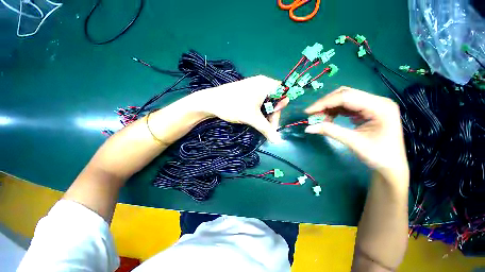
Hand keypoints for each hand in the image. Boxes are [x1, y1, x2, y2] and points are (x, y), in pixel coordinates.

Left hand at [190, 75, 287, 141]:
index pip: (282, 94)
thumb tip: (278, 141)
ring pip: (266, 102)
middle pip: (275, 100)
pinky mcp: (247, 93)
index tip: (272, 121)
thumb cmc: (233, 106)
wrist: (211, 102)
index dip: (280, 108)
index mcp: (266, 84)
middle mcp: (262, 83)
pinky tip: (255, 119)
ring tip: (259, 125)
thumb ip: (266, 129)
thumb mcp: (252, 118)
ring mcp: (254, 87)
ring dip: (265, 115)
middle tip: (266, 128)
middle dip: (272, 115)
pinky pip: (259, 102)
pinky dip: (259, 112)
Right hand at [304, 87, 408, 183]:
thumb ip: (330, 131)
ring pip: (345, 99)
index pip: (346, 97)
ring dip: (329, 107)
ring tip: (319, 118)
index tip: (308, 112)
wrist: (391, 166)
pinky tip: (329, 119)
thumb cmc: (378, 156)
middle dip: (326, 103)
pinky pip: (347, 106)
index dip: (324, 103)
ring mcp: (373, 105)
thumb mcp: (353, 142)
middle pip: (345, 94)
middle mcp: (377, 101)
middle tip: (312, 114)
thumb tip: (308, 128)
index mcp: (379, 107)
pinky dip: (335, 111)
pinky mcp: (368, 110)